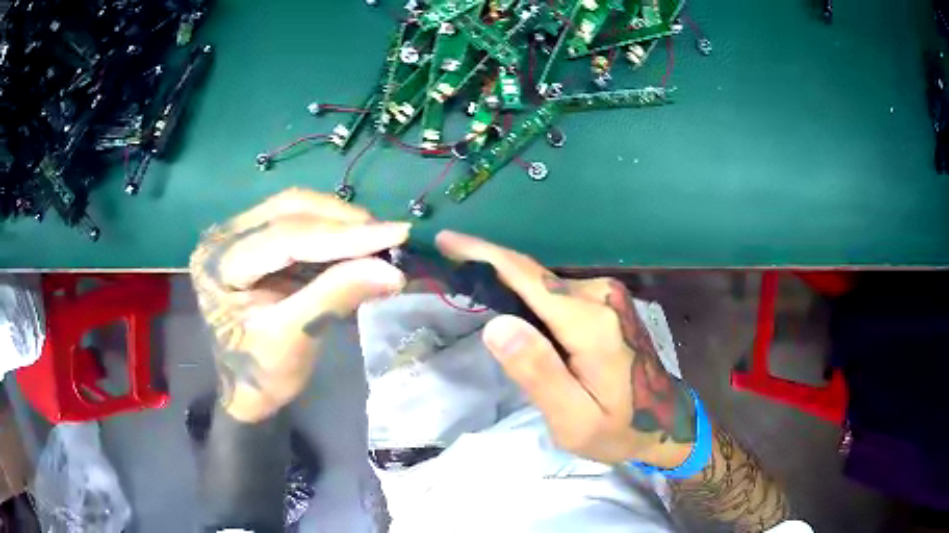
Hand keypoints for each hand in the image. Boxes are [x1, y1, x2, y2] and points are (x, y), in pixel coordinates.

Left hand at [190, 189, 409, 421]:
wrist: (241, 390)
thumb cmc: (259, 375)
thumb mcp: (294, 340)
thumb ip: (335, 297)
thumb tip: (392, 271)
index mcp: (219, 264)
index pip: (286, 237)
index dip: (345, 235)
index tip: (397, 234)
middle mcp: (222, 237)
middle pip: (289, 209)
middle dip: (343, 221)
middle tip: (389, 236)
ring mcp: (236, 234)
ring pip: (295, 209)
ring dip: (339, 221)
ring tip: (377, 239)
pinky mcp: (252, 239)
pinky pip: (295, 222)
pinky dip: (330, 231)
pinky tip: (355, 243)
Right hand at [436, 231, 695, 466]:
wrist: (665, 422)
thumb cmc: (618, 428)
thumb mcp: (573, 418)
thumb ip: (538, 372)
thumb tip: (495, 323)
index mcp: (590, 323)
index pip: (527, 277)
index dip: (482, 254)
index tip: (447, 240)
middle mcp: (600, 296)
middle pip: (532, 276)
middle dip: (490, 271)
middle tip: (453, 280)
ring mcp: (607, 296)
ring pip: (543, 283)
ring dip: (509, 287)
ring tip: (478, 300)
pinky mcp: (607, 302)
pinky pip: (557, 292)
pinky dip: (530, 297)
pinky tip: (517, 315)